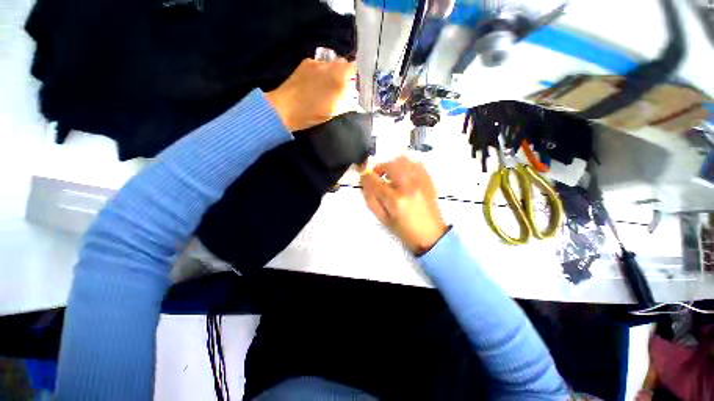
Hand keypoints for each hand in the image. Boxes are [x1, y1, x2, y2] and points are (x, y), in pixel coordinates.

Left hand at [265, 58, 355, 131]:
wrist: (285, 108)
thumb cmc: (311, 114)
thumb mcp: (333, 112)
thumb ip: (346, 101)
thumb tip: (351, 95)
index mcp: (338, 79)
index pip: (354, 68)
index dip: (356, 77)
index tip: (354, 86)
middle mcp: (329, 66)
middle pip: (343, 63)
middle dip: (345, 73)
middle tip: (343, 87)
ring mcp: (316, 63)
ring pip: (331, 63)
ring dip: (333, 71)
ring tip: (328, 85)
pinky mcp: (305, 63)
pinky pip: (320, 64)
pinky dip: (322, 71)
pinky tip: (316, 82)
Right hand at [360, 156, 448, 255]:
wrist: (431, 236)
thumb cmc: (404, 231)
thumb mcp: (383, 219)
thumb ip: (371, 200)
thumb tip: (365, 183)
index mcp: (395, 200)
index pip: (375, 181)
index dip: (366, 176)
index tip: (364, 176)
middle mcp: (408, 187)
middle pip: (390, 165)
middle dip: (380, 167)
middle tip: (378, 176)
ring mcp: (421, 182)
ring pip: (404, 160)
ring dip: (393, 165)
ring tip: (391, 175)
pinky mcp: (429, 181)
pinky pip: (416, 164)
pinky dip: (407, 166)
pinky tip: (404, 176)